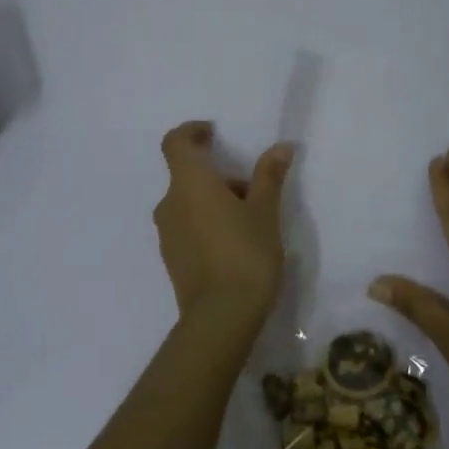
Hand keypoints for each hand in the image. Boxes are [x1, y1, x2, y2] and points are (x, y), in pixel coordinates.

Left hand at [153, 121, 293, 331]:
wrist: (221, 317)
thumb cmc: (245, 254)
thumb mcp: (264, 212)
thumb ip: (269, 176)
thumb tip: (281, 147)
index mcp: (189, 184)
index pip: (175, 142)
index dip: (192, 131)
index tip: (213, 132)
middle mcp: (170, 203)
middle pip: (188, 175)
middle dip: (218, 175)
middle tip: (252, 191)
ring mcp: (167, 233)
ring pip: (188, 202)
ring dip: (213, 200)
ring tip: (249, 221)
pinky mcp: (171, 258)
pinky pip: (187, 226)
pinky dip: (206, 222)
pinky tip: (234, 245)